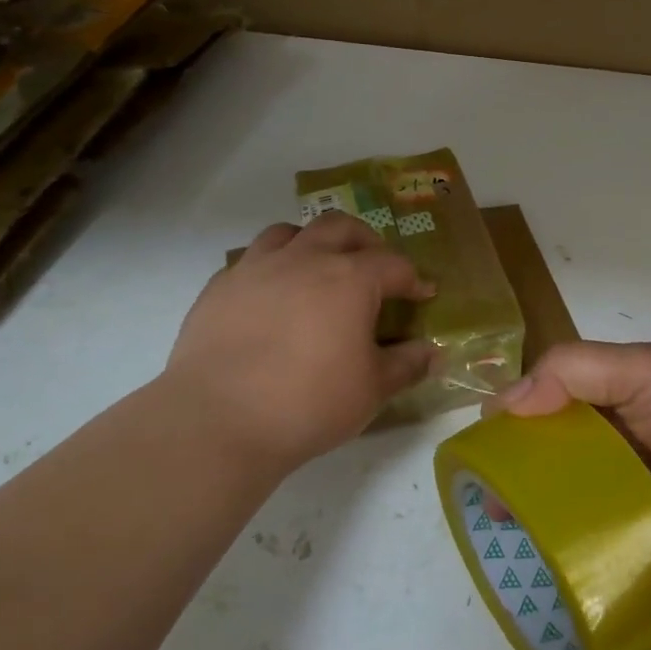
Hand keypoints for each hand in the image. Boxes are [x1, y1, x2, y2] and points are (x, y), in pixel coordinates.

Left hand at [161, 213, 434, 470]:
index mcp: (350, 279)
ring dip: (312, 242)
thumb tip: (433, 354)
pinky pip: (251, 260)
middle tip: (374, 266)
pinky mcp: (220, 287)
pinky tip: (271, 297)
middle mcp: (305, 259)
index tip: (422, 294)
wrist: (217, 421)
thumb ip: (406, 365)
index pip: (393, 264)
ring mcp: (257, 268)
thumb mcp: (372, 390)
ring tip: (318, 268)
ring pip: (290, 231)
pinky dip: (271, 268)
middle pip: (341, 227)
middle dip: (365, 241)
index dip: (412, 278)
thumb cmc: (308, 403)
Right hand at [493, 341, 650, 572]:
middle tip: (489, 496)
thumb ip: (574, 370)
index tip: (486, 438)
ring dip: (536, 505)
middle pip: (557, 445)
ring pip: (569, 491)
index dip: (521, 409)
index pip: (557, 391)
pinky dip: (564, 539)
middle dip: (520, 465)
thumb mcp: (643, 369)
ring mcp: (631, 486)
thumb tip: (503, 402)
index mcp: (622, 389)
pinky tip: (534, 554)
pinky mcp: (638, 532)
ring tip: (502, 528)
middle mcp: (622, 434)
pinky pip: (592, 533)